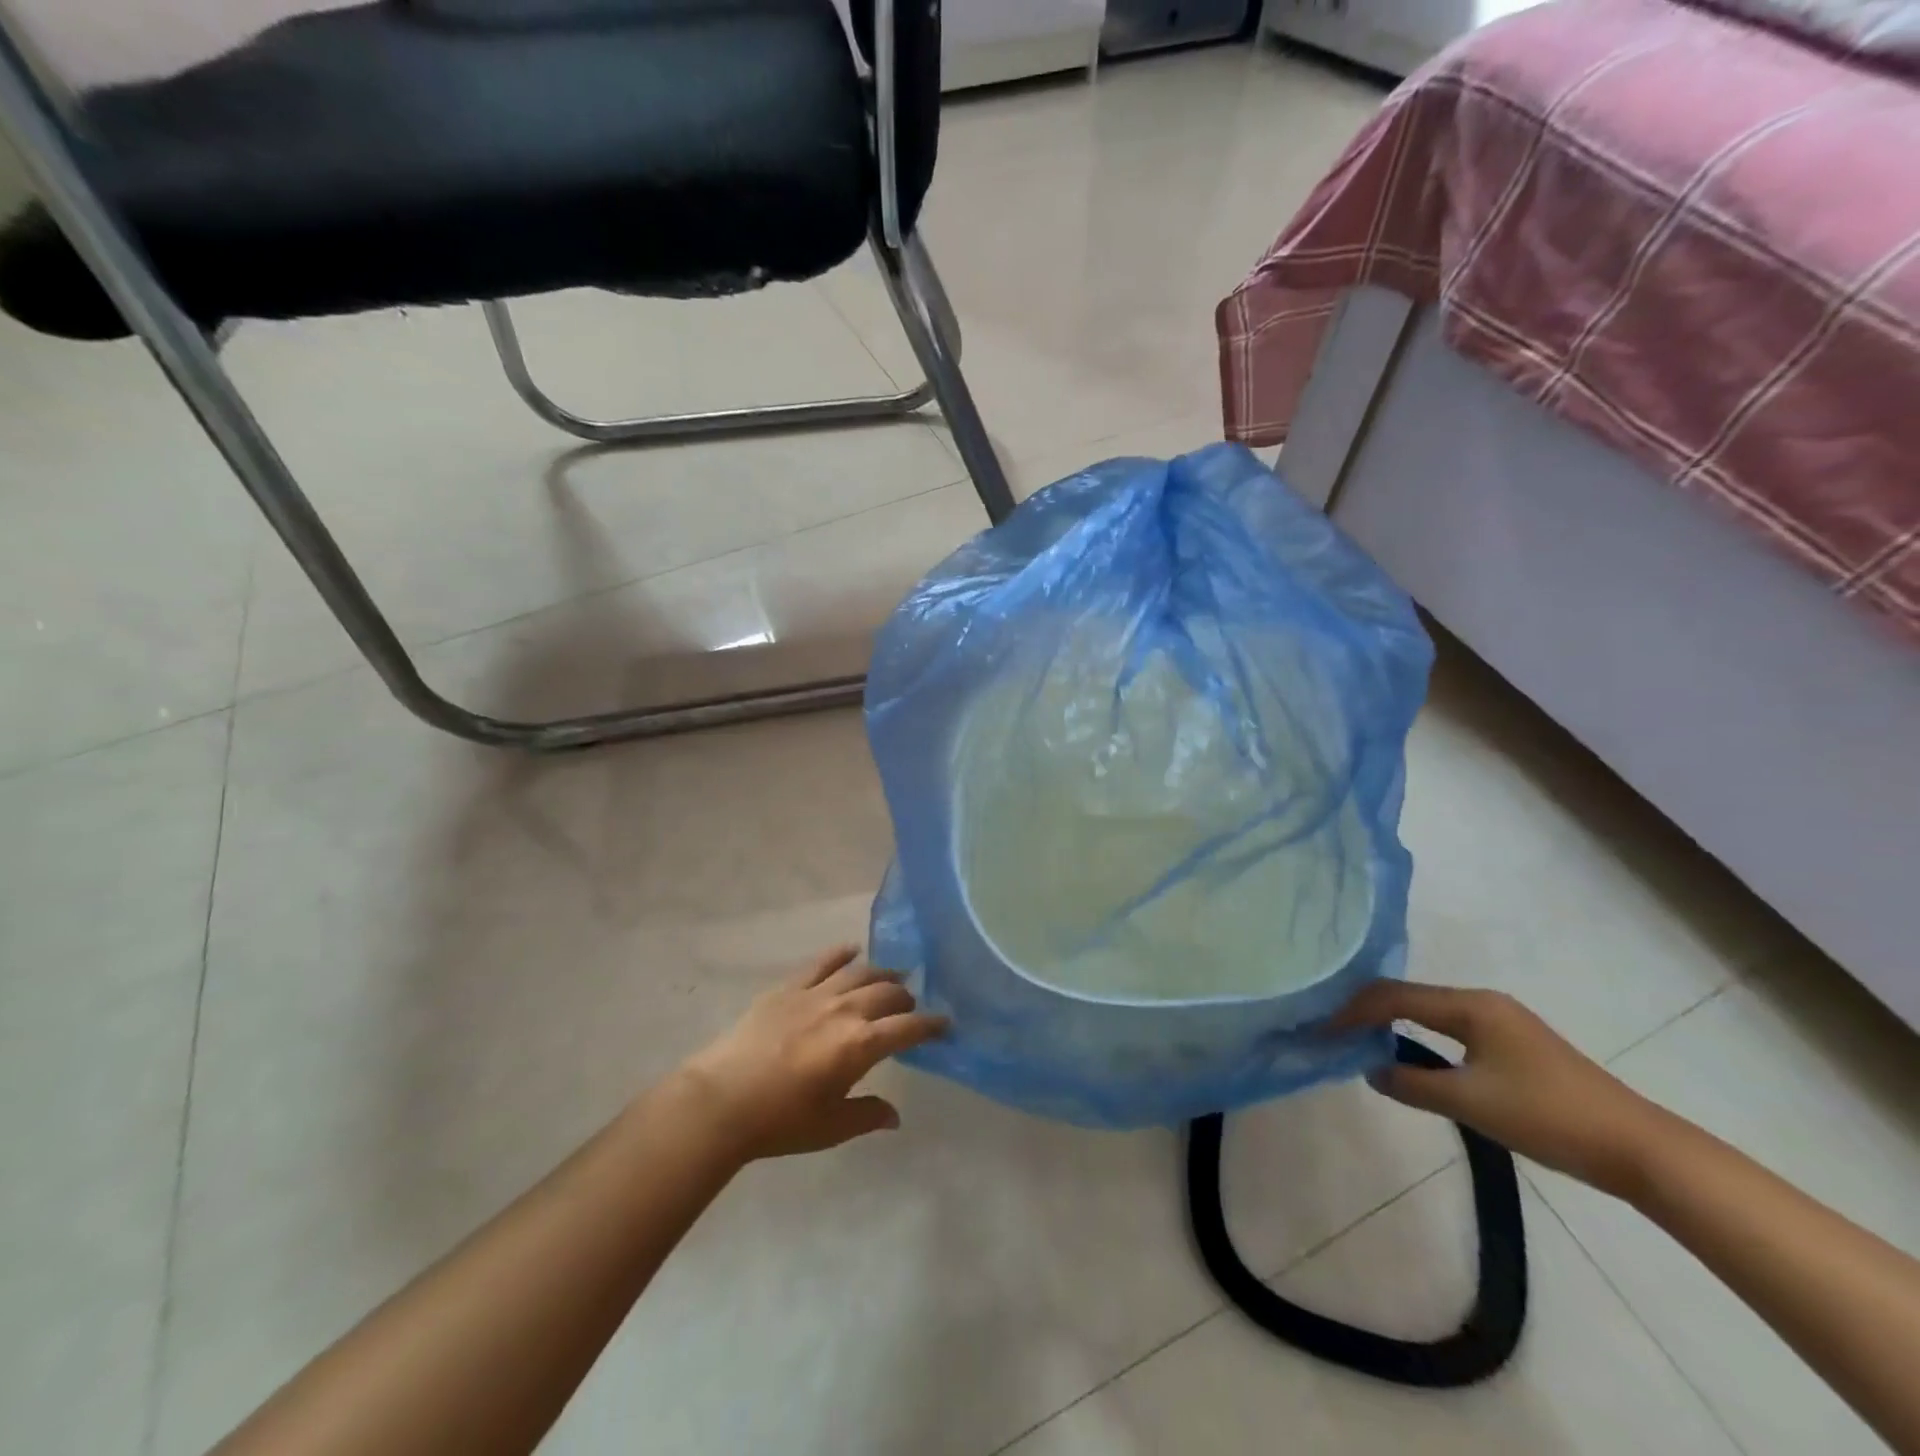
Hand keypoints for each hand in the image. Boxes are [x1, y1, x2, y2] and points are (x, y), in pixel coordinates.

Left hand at [677, 945, 948, 1161]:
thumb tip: (895, 1116)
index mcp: (861, 1045)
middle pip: (888, 993)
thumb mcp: (831, 1127)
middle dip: (906, 997)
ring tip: (892, 977)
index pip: (909, 1027)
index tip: (945, 1023)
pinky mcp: (789, 987)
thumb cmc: (780, 1121)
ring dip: (882, 973)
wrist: (721, 1101)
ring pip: (860, 972)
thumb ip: (868, 1115)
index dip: (931, 1024)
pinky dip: (841, 954)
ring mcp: (816, 993)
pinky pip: (822, 962)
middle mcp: (846, 1010)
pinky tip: (852, 951)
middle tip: (910, 1005)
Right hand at [1336, 981, 1669, 1196]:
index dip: (1352, 1012)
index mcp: (1471, 1006)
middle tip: (1332, 1030)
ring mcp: (1502, 1021)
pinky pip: (1449, 1027)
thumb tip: (1370, 1069)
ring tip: (1359, 1039)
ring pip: (1429, 1011)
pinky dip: (1418, 1035)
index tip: (1320, 1030)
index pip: (1394, 997)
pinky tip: (1408, 1053)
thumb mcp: (1471, 1103)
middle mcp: (1483, 1001)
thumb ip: (1412, 1084)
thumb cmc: (1549, 1118)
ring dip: (1392, 1023)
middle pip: (1409, 997)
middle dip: (1366, 1011)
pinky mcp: (1515, 1044)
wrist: (1640, 1150)